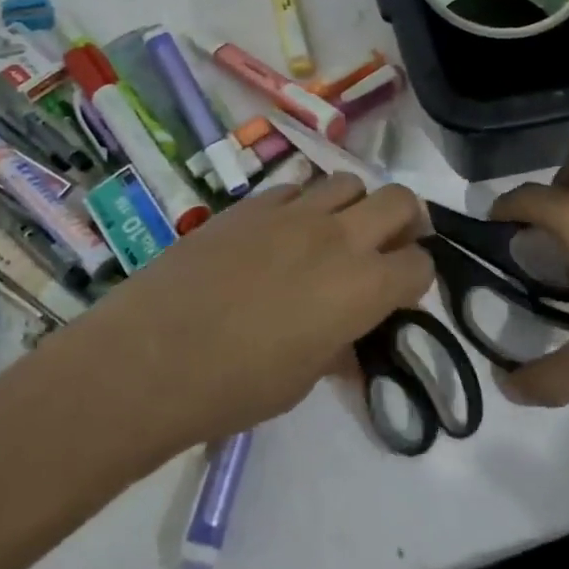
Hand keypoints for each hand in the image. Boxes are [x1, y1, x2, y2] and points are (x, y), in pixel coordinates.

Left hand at [72, 173, 432, 455]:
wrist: (149, 357)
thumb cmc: (234, 387)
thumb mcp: (302, 379)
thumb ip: (339, 347)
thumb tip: (350, 342)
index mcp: (362, 287)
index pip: (419, 264)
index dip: (417, 279)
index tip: (401, 293)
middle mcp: (338, 237)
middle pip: (399, 200)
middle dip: (406, 220)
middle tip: (389, 244)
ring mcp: (292, 213)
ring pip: (348, 181)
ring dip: (354, 205)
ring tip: (334, 233)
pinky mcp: (251, 204)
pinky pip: (296, 188)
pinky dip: (304, 205)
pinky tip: (282, 233)